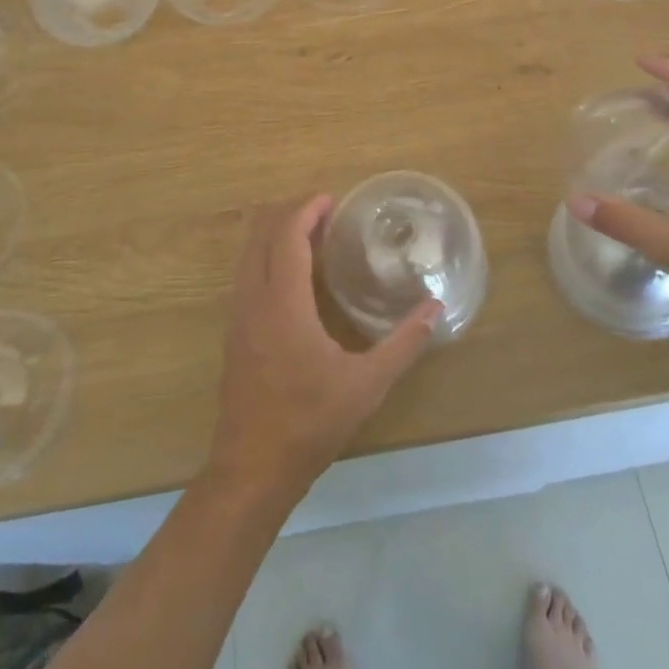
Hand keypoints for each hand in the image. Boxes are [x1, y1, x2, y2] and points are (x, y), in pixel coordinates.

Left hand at [207, 195, 441, 497]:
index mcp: (283, 304)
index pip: (287, 238)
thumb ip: (403, 343)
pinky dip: (267, 259)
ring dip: (276, 237)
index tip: (331, 199)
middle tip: (324, 212)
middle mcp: (253, 301)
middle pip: (262, 237)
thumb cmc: (310, 423)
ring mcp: (238, 318)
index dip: (306, 211)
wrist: (251, 470)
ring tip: (311, 237)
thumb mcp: (366, 385)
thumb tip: (434, 309)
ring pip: (249, 256)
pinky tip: (293, 277)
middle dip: (289, 215)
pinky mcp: (234, 335)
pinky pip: (246, 277)